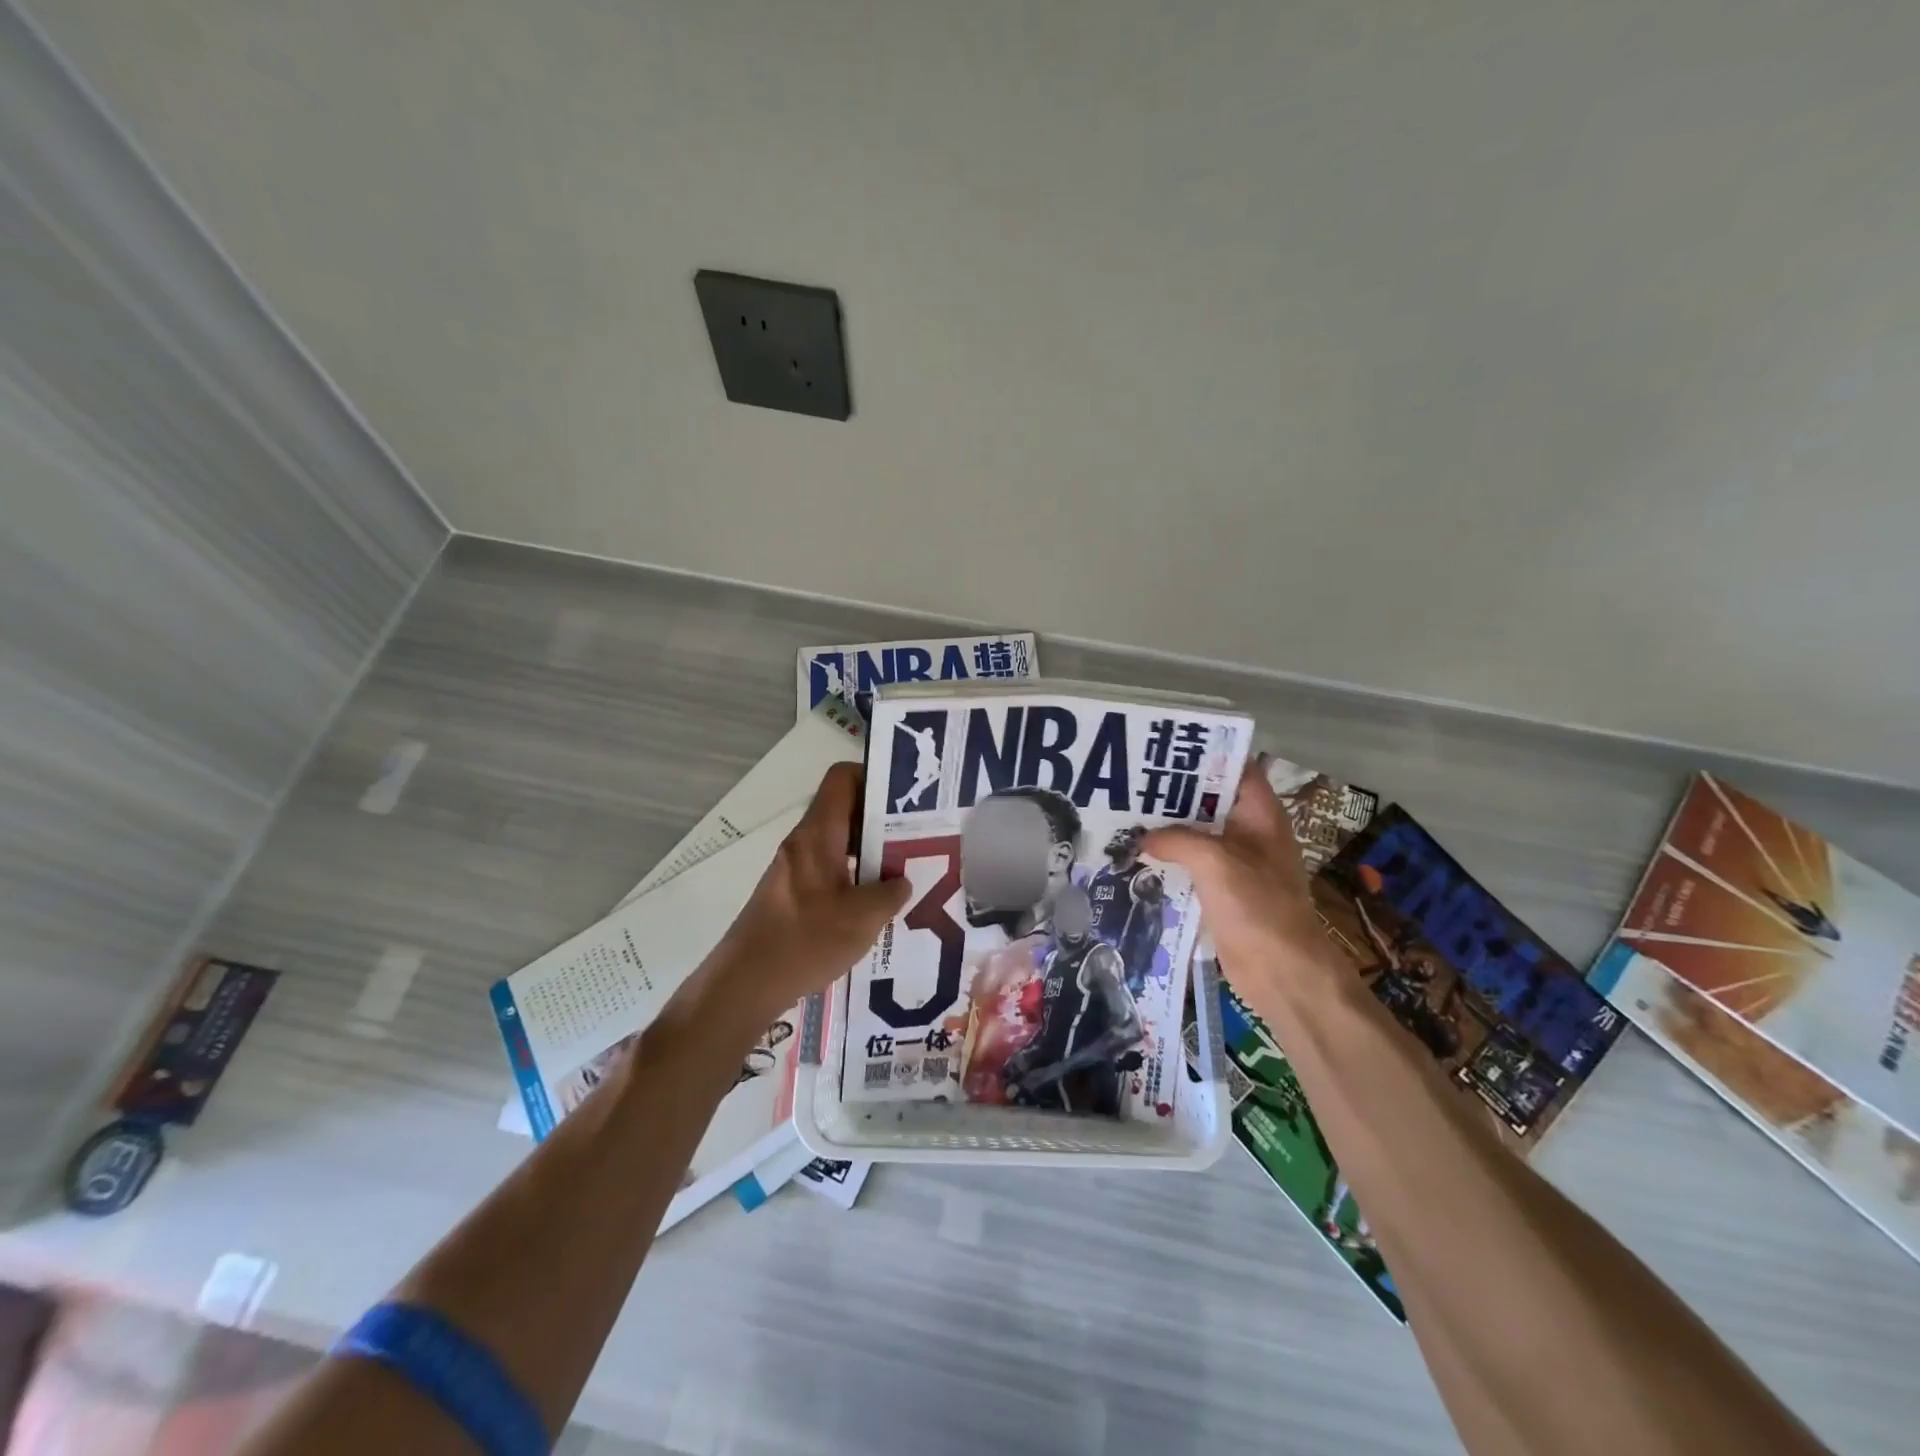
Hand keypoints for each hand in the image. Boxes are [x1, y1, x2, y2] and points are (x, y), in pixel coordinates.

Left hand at [697, 762, 910, 1028]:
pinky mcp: (791, 894)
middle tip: (917, 837)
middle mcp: (804, 843)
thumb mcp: (863, 918)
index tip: (905, 797)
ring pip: (839, 843)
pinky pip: (829, 870)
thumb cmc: (804, 941)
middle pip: (845, 810)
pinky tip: (874, 906)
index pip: (842, 779)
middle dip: (882, 820)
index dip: (874, 777)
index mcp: (818, 835)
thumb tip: (901, 881)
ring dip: (870, 852)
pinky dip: (854, 877)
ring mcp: (795, 869)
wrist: (744, 984)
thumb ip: (891, 893)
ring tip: (903, 872)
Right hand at [1141, 764, 1338, 1007]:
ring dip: (1168, 827)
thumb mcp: (1216, 863)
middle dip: (1175, 792)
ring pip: (1198, 834)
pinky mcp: (1223, 890)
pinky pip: (1192, 864)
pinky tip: (1137, 855)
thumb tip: (1143, 838)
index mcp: (1261, 815)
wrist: (1282, 973)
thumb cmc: (1259, 908)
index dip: (1205, 755)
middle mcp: (1250, 832)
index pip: (1235, 769)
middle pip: (1210, 800)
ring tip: (1126, 814)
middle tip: (1132, 782)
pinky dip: (1169, 858)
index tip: (1165, 750)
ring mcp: (1237, 863)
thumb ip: (1177, 840)